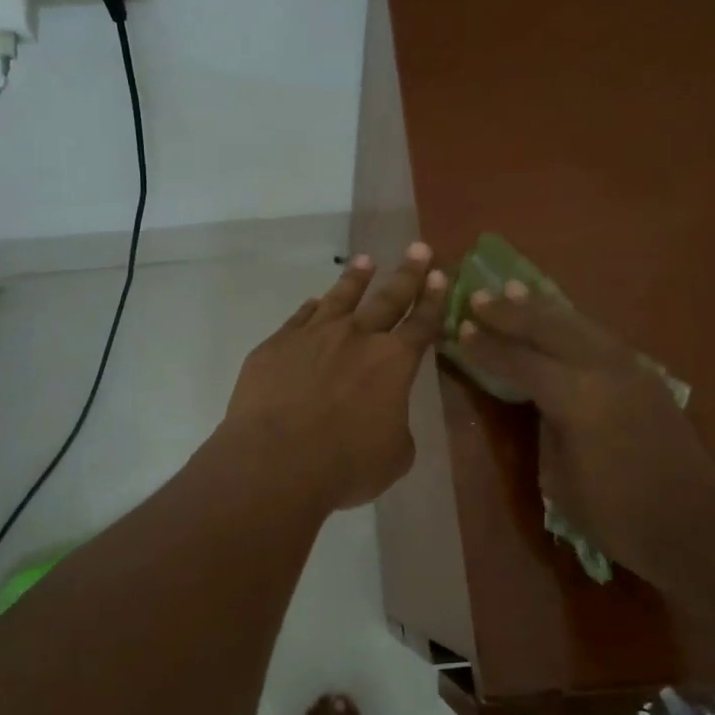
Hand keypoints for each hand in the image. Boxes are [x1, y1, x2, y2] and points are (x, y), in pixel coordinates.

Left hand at [225, 245, 448, 509]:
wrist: (274, 462)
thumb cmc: (344, 465)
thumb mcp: (393, 456)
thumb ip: (396, 426)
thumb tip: (384, 415)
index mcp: (393, 363)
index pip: (421, 324)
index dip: (434, 300)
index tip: (440, 275)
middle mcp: (356, 338)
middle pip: (388, 298)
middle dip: (407, 273)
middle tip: (418, 248)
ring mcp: (313, 336)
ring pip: (340, 298)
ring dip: (355, 278)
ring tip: (365, 261)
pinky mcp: (277, 345)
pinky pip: (300, 318)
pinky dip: (311, 308)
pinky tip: (314, 301)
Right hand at [452, 281, 714, 589]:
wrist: (697, 530)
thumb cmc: (617, 516)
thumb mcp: (559, 478)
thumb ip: (547, 427)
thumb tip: (542, 402)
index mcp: (576, 396)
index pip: (519, 361)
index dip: (487, 346)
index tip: (459, 327)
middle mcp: (604, 369)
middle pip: (549, 328)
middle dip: (511, 311)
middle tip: (479, 296)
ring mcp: (631, 368)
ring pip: (579, 324)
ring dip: (543, 309)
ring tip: (515, 290)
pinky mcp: (648, 377)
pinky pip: (600, 337)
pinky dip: (572, 324)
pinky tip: (560, 321)